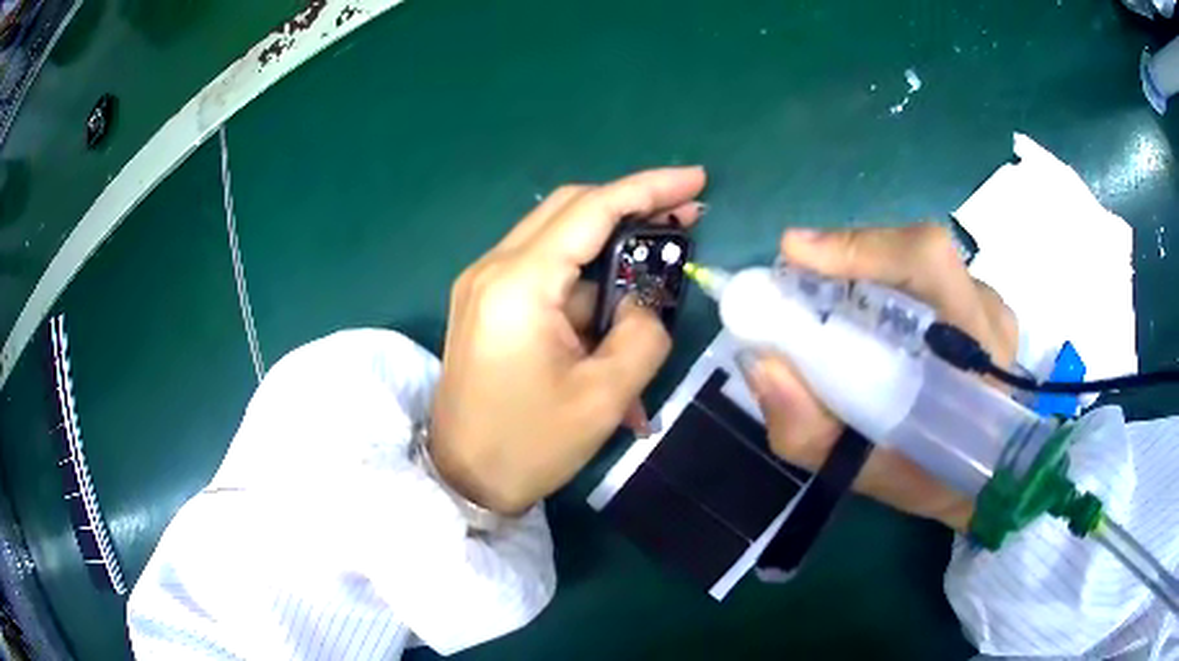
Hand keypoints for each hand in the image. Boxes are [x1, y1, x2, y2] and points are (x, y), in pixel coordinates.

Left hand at [430, 167, 707, 514]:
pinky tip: (615, 313)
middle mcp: (493, 268)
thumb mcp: (603, 396)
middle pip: (570, 209)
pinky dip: (585, 281)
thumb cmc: (528, 446)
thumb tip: (648, 304)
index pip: (592, 210)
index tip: (696, 180)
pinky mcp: (485, 303)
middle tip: (684, 217)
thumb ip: (643, 334)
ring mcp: (483, 284)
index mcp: (519, 284)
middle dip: (630, 205)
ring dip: (609, 246)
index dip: (649, 188)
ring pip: (557, 239)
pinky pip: (544, 271)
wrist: (462, 479)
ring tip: (658, 266)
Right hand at [744, 224, 1017, 530]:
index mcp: (974, 352)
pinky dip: (884, 283)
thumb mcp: (862, 473)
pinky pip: (925, 274)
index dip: (861, 247)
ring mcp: (988, 300)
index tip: (796, 253)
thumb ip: (808, 429)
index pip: (927, 264)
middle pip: (914, 253)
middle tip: (796, 284)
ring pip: (916, 261)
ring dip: (864, 272)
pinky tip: (868, 315)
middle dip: (848, 259)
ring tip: (828, 305)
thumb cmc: (930, 478)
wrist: (985, 476)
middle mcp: (987, 311)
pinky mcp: (981, 299)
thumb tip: (758, 361)